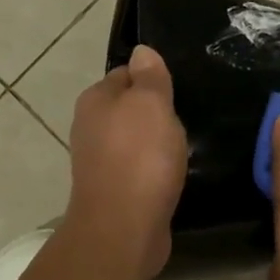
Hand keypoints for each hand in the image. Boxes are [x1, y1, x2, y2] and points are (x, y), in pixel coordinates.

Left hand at [66, 45, 187, 279]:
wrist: (123, 229)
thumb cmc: (139, 158)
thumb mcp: (151, 105)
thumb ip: (149, 77)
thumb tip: (141, 51)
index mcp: (95, 100)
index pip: (126, 74)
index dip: (153, 79)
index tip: (180, 89)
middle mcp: (90, 128)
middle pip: (129, 109)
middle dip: (156, 112)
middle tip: (188, 117)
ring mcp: (100, 162)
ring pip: (134, 140)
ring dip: (156, 143)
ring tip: (185, 147)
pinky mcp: (114, 191)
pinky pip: (139, 169)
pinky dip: (155, 169)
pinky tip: (173, 174)